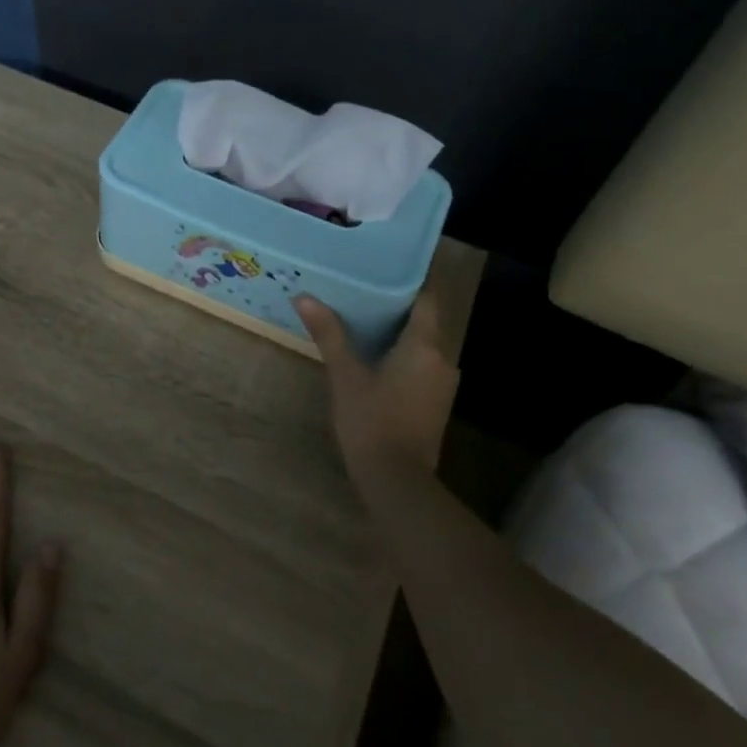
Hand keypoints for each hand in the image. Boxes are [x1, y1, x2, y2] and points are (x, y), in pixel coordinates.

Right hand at [295, 292, 458, 479]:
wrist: (398, 483)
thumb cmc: (372, 422)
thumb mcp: (346, 376)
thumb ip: (329, 334)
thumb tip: (304, 297)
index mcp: (425, 345)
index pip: (428, 296)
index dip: (412, 277)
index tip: (388, 263)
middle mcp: (442, 358)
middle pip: (425, 319)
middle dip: (399, 303)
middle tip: (365, 286)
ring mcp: (442, 383)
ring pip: (424, 343)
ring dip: (400, 330)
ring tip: (366, 315)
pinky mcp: (437, 402)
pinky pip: (422, 364)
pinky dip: (403, 353)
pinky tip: (376, 354)